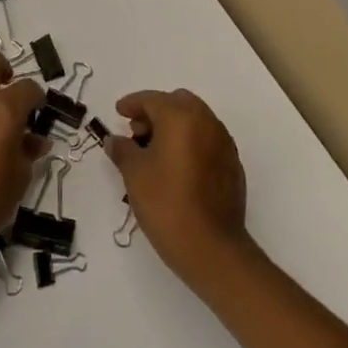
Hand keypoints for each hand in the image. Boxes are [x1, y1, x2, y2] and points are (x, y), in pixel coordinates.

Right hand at [105, 89, 252, 291]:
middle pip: (178, 102)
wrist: (212, 248)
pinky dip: (191, 142)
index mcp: (181, 117)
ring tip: (155, 151)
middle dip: (156, 111)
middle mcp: (206, 122)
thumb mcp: (134, 175)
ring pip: (196, 120)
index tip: (119, 112)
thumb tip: (114, 139)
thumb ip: (122, 150)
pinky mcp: (233, 164)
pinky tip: (178, 167)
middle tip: (137, 132)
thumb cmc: (167, 204)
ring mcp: (224, 142)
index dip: (132, 103)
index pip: (152, 99)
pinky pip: (208, 140)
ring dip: (175, 126)